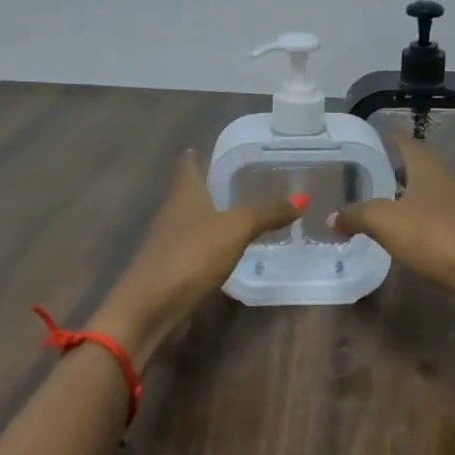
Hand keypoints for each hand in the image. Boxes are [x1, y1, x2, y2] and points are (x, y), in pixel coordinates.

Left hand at [92, 150, 302, 363]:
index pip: (186, 167)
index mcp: (184, 195)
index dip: (193, 157)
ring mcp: (170, 244)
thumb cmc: (192, 255)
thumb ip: (267, 213)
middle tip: (235, 180)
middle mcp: (173, 214)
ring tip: (236, 214)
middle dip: (207, 187)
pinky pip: (196, 250)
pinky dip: (210, 246)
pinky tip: (227, 251)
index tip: (200, 147)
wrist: (151, 307)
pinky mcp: (173, 271)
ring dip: (210, 218)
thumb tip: (302, 198)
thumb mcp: (236, 228)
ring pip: (192, 223)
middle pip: (188, 194)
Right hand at [329, 137, 454, 323]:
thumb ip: (357, 215)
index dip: (392, 139)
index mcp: (428, 169)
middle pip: (420, 168)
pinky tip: (404, 233)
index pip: (408, 144)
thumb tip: (333, 217)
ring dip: (408, 196)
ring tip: (383, 202)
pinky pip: (434, 221)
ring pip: (428, 195)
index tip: (375, 138)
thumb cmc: (433, 236)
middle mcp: (446, 183)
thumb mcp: (384, 222)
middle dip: (398, 168)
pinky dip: (417, 222)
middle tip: (371, 172)